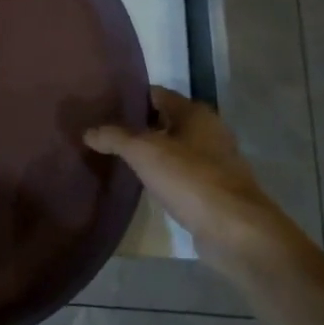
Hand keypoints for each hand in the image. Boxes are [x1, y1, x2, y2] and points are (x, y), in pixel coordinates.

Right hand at [85, 86, 295, 276]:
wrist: (235, 230)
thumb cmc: (190, 179)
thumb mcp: (144, 152)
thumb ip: (114, 137)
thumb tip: (88, 132)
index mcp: (195, 113)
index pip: (156, 93)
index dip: (129, 97)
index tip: (101, 105)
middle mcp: (208, 131)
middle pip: (164, 120)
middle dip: (136, 125)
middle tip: (103, 131)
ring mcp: (214, 161)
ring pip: (172, 147)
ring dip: (149, 151)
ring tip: (116, 156)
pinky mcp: (213, 188)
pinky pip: (180, 171)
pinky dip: (161, 172)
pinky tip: (141, 181)